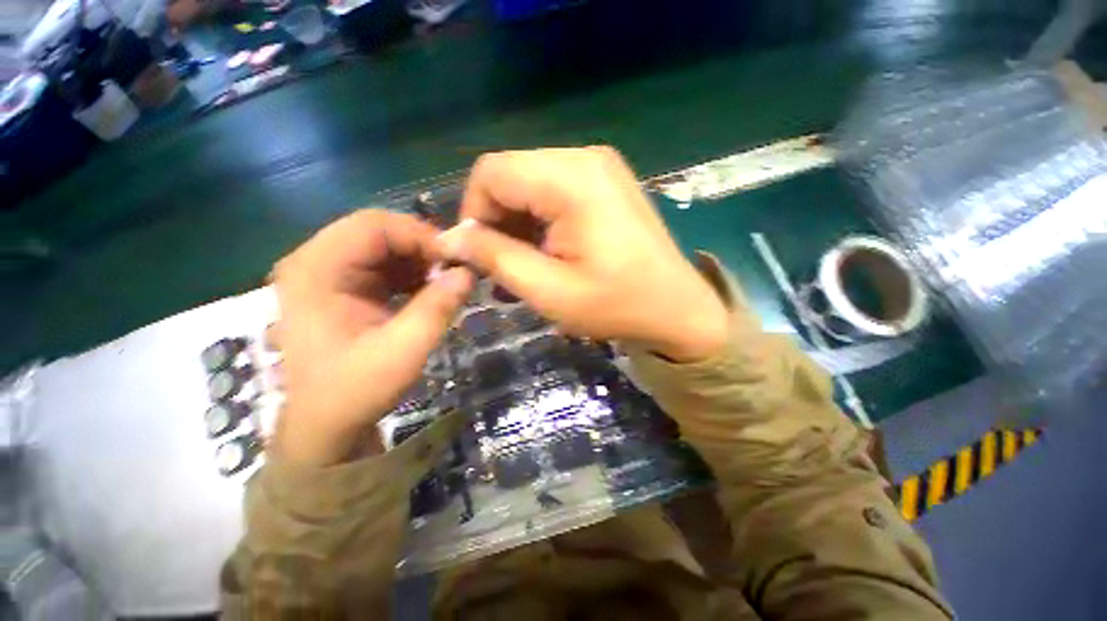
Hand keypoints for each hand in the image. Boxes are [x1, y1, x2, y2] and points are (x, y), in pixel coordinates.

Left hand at [271, 210, 473, 465]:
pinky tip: (429, 292)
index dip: (420, 235)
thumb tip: (469, 272)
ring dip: (419, 261)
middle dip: (422, 248)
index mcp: (316, 270)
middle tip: (455, 271)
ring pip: (383, 246)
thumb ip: (438, 307)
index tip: (456, 259)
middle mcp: (315, 262)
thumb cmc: (355, 390)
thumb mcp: (403, 350)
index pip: (373, 225)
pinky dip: (411, 274)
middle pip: (377, 231)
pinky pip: (383, 265)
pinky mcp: (342, 287)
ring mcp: (327, 274)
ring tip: (446, 283)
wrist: (326, 425)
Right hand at [436, 147, 727, 361]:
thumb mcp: (547, 289)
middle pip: (511, 175)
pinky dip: (540, 220)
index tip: (478, 255)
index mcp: (571, 178)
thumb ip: (494, 257)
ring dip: (518, 223)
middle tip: (501, 266)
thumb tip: (451, 239)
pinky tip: (546, 252)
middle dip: (496, 220)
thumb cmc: (616, 305)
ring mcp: (600, 167)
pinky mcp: (607, 183)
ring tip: (523, 265)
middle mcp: (585, 158)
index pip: (491, 173)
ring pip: (531, 183)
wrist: (678, 309)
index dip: (473, 214)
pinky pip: (555, 191)